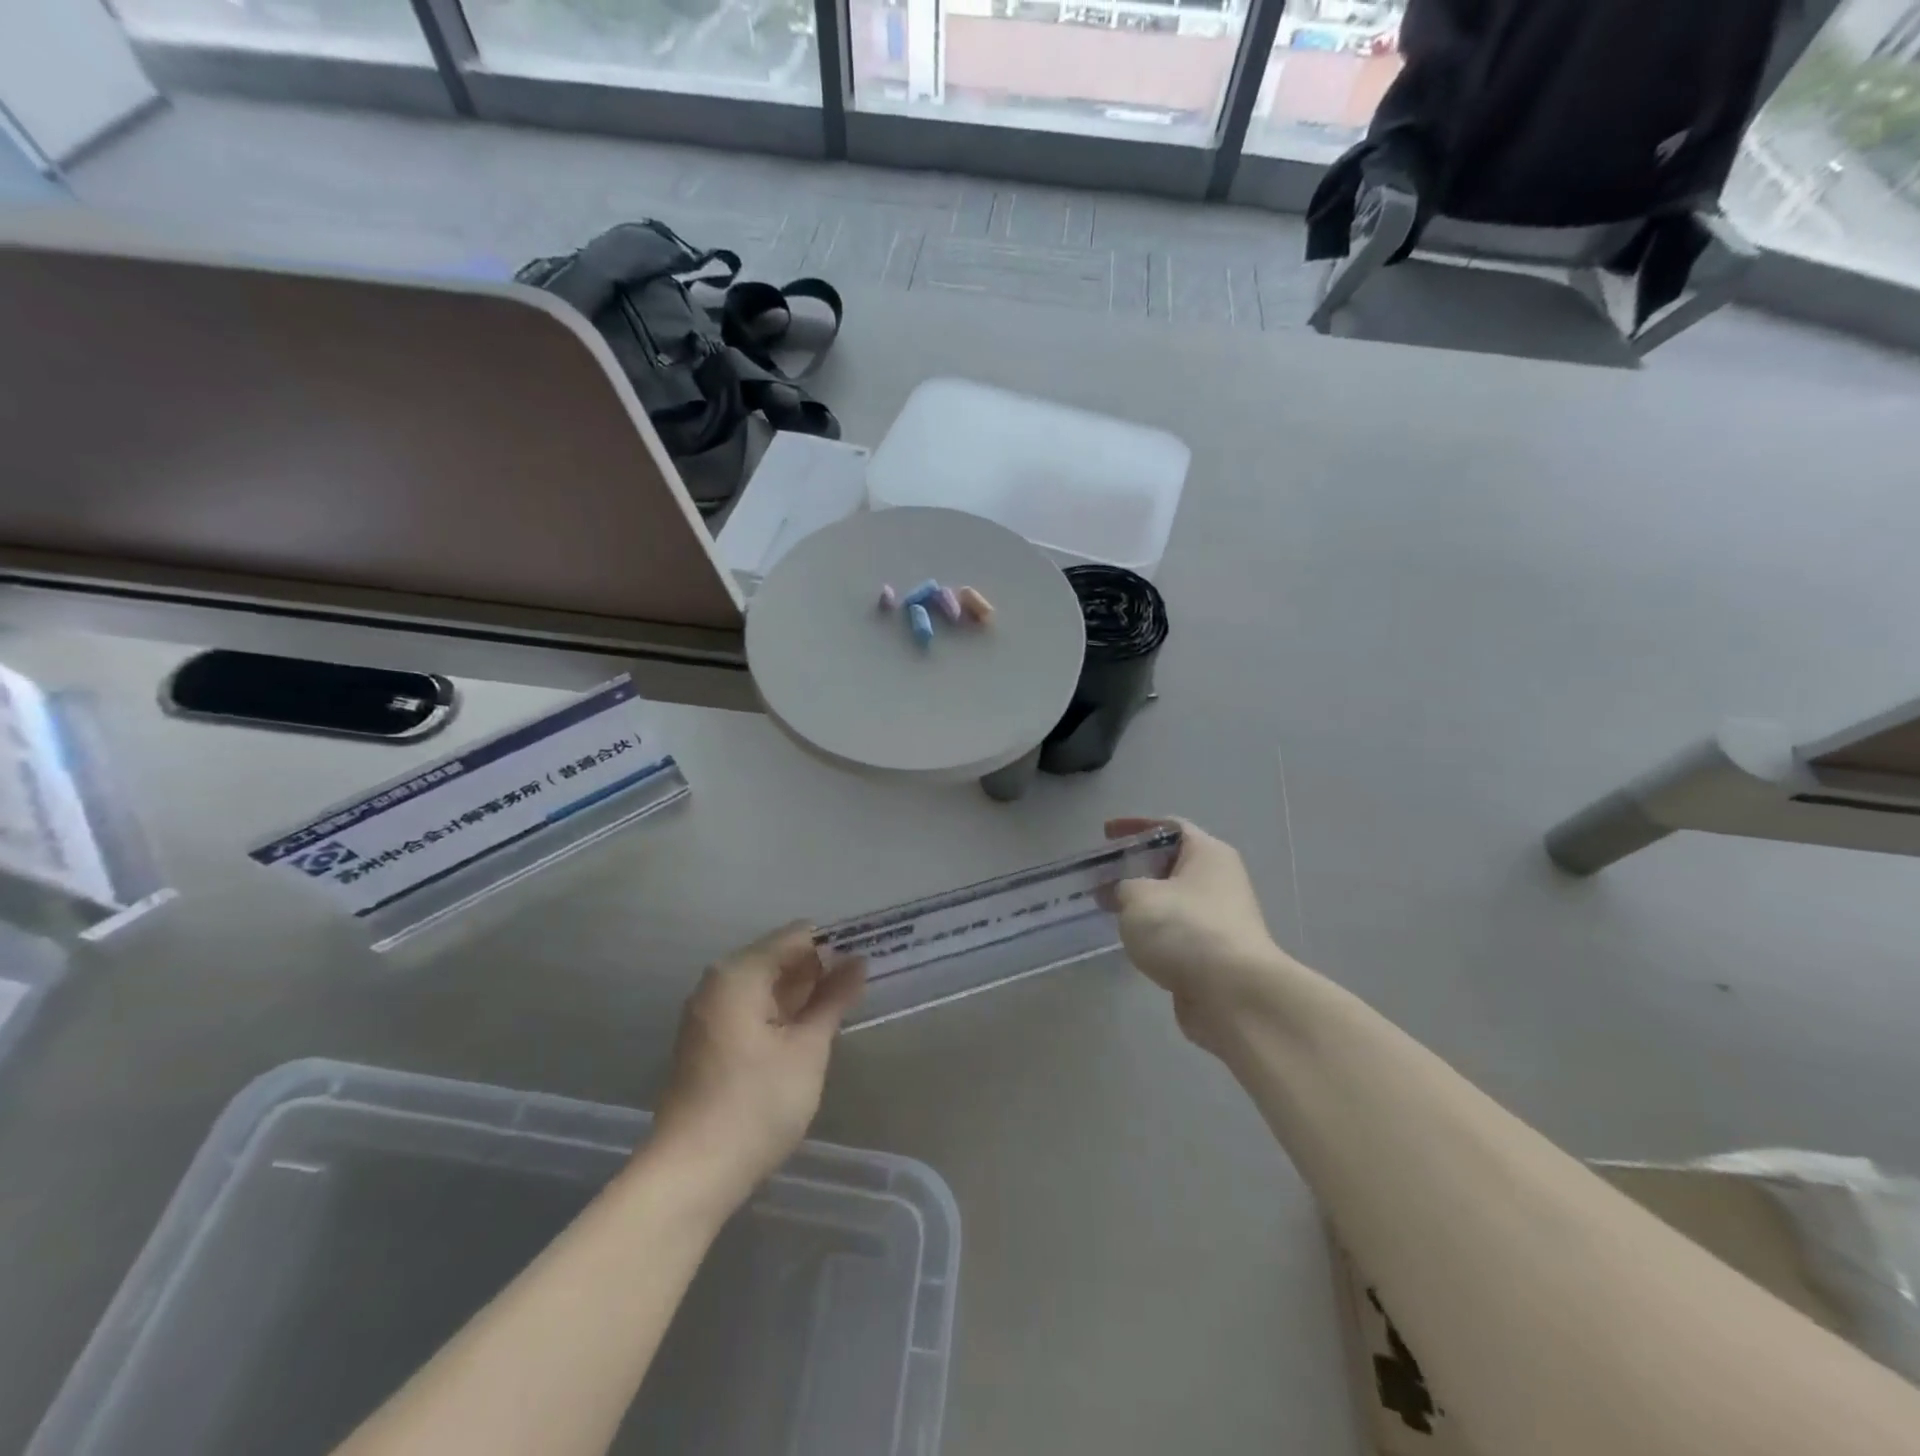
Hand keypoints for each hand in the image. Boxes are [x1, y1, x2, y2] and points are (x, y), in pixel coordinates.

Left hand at [648, 924, 863, 1212]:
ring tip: (845, 1005)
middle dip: (821, 968)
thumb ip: (834, 999)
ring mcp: (709, 1011)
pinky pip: (752, 1007)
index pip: (798, 936)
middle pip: (779, 956)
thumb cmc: (756, 1105)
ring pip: (767, 984)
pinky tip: (809, 1029)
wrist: (691, 1175)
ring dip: (803, 992)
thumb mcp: (808, 1049)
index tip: (870, 957)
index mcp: (739, 973)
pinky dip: (781, 1011)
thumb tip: (858, 962)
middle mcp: (718, 982)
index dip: (836, 944)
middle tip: (864, 983)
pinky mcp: (708, 1039)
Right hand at [1106, 817, 1288, 1046]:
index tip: (1105, 835)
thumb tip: (1118, 893)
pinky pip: (1179, 932)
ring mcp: (1221, 919)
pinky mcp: (1216, 954)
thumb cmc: (1185, 929)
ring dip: (1145, 903)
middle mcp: (1220, 881)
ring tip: (1110, 908)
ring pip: (1175, 901)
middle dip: (1136, 868)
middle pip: (1172, 863)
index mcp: (1208, 854)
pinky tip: (1133, 941)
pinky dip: (1156, 932)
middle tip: (1103, 875)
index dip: (1135, 826)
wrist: (1233, 995)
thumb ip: (1121, 887)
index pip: (1169, 826)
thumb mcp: (1137, 897)